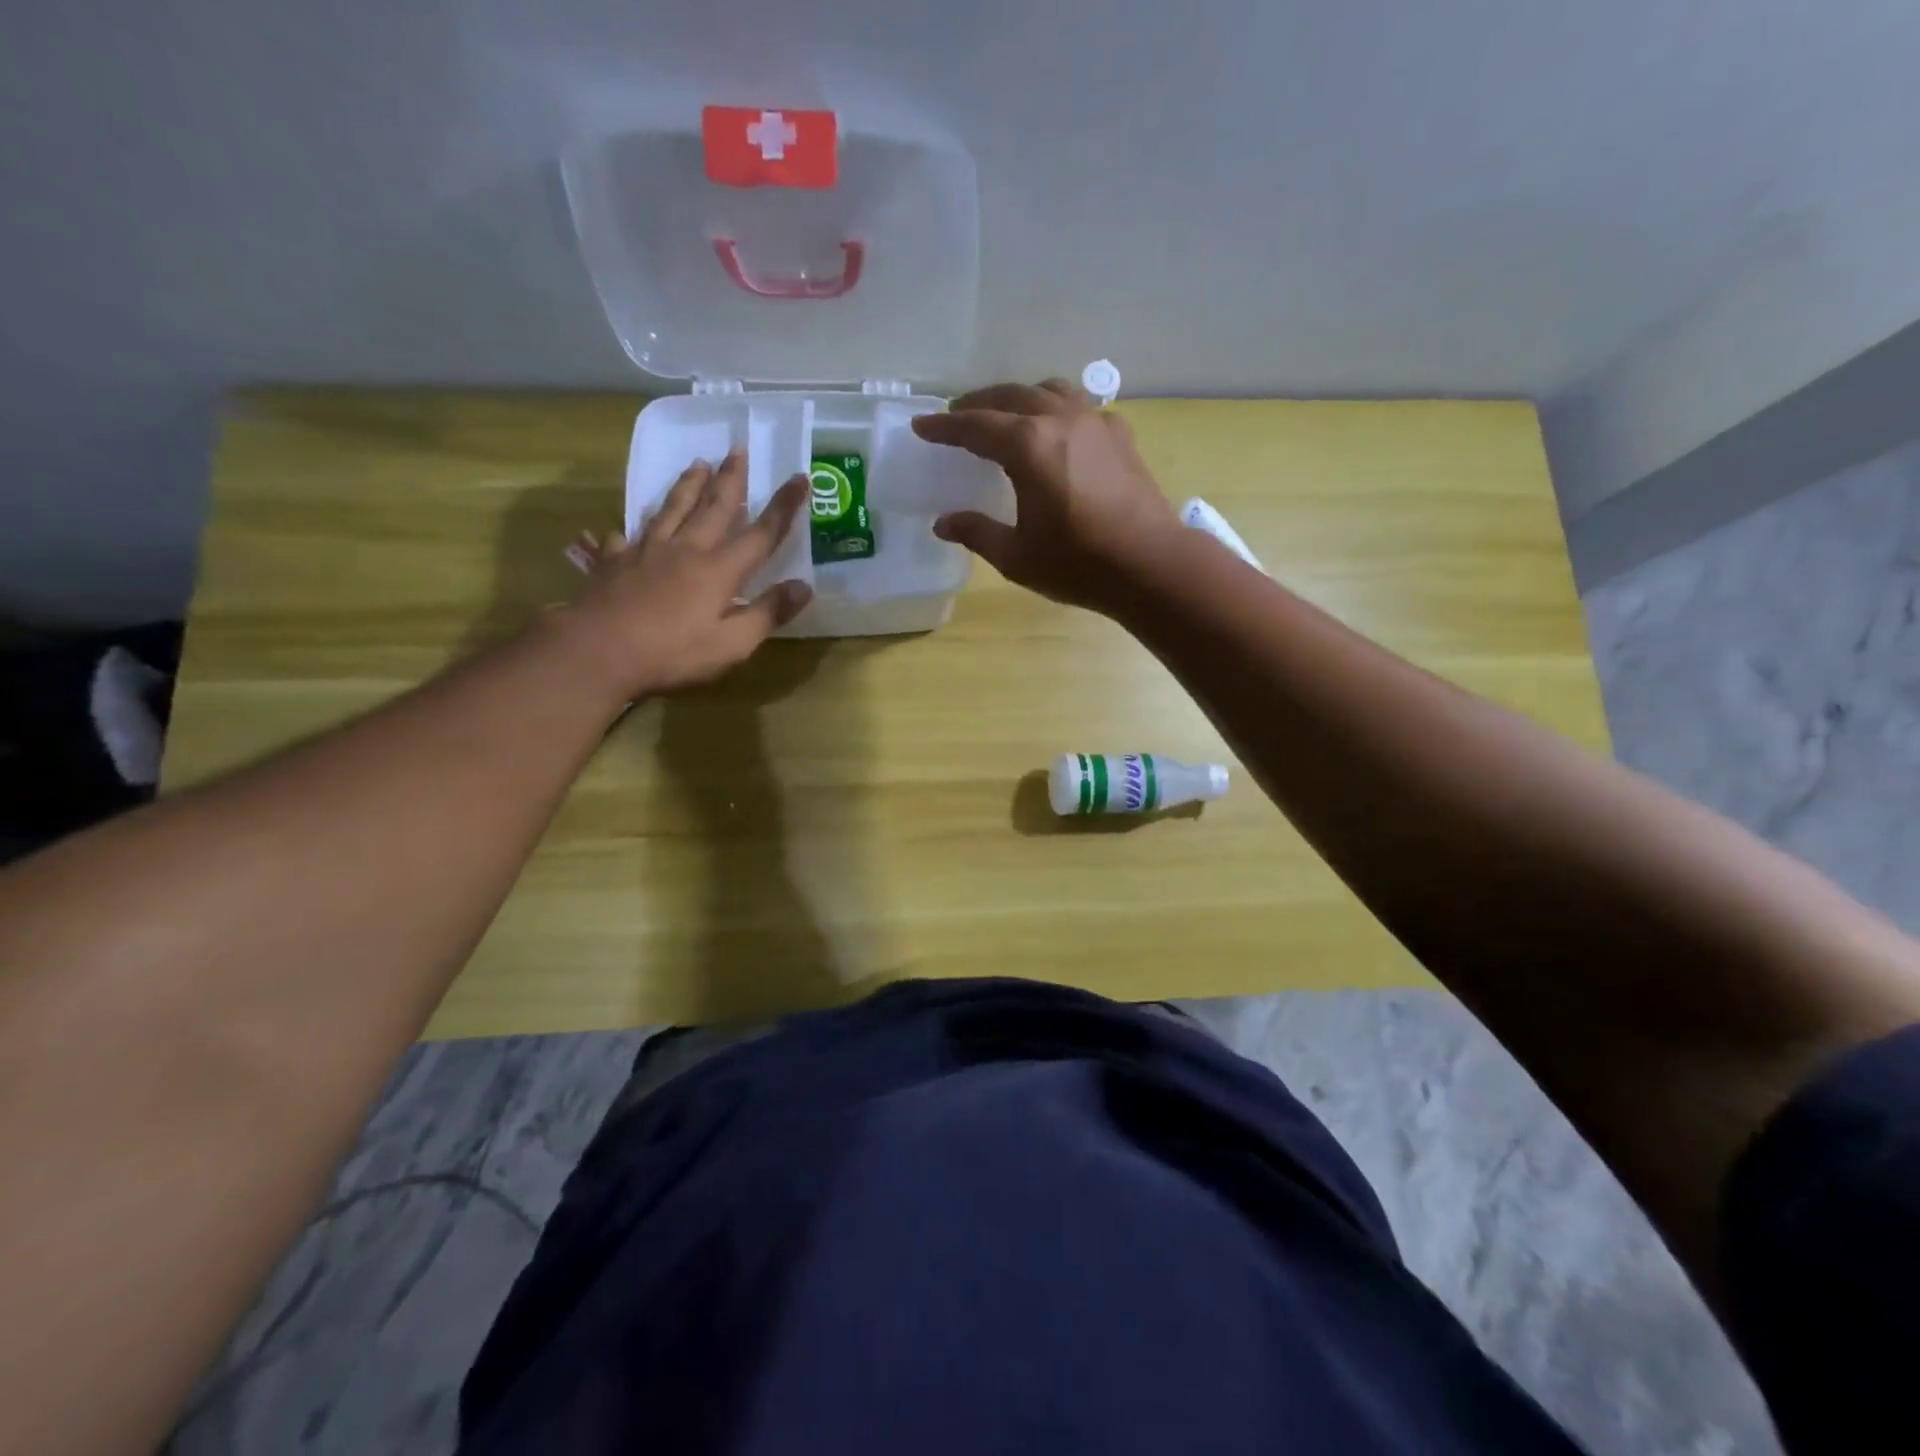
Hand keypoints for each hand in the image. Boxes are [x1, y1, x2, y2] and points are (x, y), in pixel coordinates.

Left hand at [555, 450, 811, 699]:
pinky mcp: (614, 563)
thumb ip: (768, 613)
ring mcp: (646, 552)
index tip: (799, 477)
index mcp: (719, 570)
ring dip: (687, 487)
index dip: (783, 507)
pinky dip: (630, 530)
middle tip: (739, 450)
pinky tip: (626, 529)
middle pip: (713, 508)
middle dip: (730, 479)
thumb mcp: (733, 644)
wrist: (598, 651)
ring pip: (671, 510)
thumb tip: (803, 586)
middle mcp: (686, 550)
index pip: (761, 534)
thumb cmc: (673, 653)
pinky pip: (625, 538)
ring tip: (696, 464)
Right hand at [911, 379, 1180, 613]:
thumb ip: (977, 533)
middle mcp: (1060, 420)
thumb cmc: (1078, 563)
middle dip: (979, 404)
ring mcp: (1095, 422)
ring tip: (1006, 415)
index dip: (944, 427)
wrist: (1150, 565)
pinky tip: (1056, 431)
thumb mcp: (1017, 556)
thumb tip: (943, 523)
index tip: (922, 427)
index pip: (975, 426)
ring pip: (1049, 391)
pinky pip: (1080, 407)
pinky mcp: (1120, 435)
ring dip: (1020, 397)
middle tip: (957, 416)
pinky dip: (1056, 409)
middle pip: (1011, 397)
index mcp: (1028, 446)